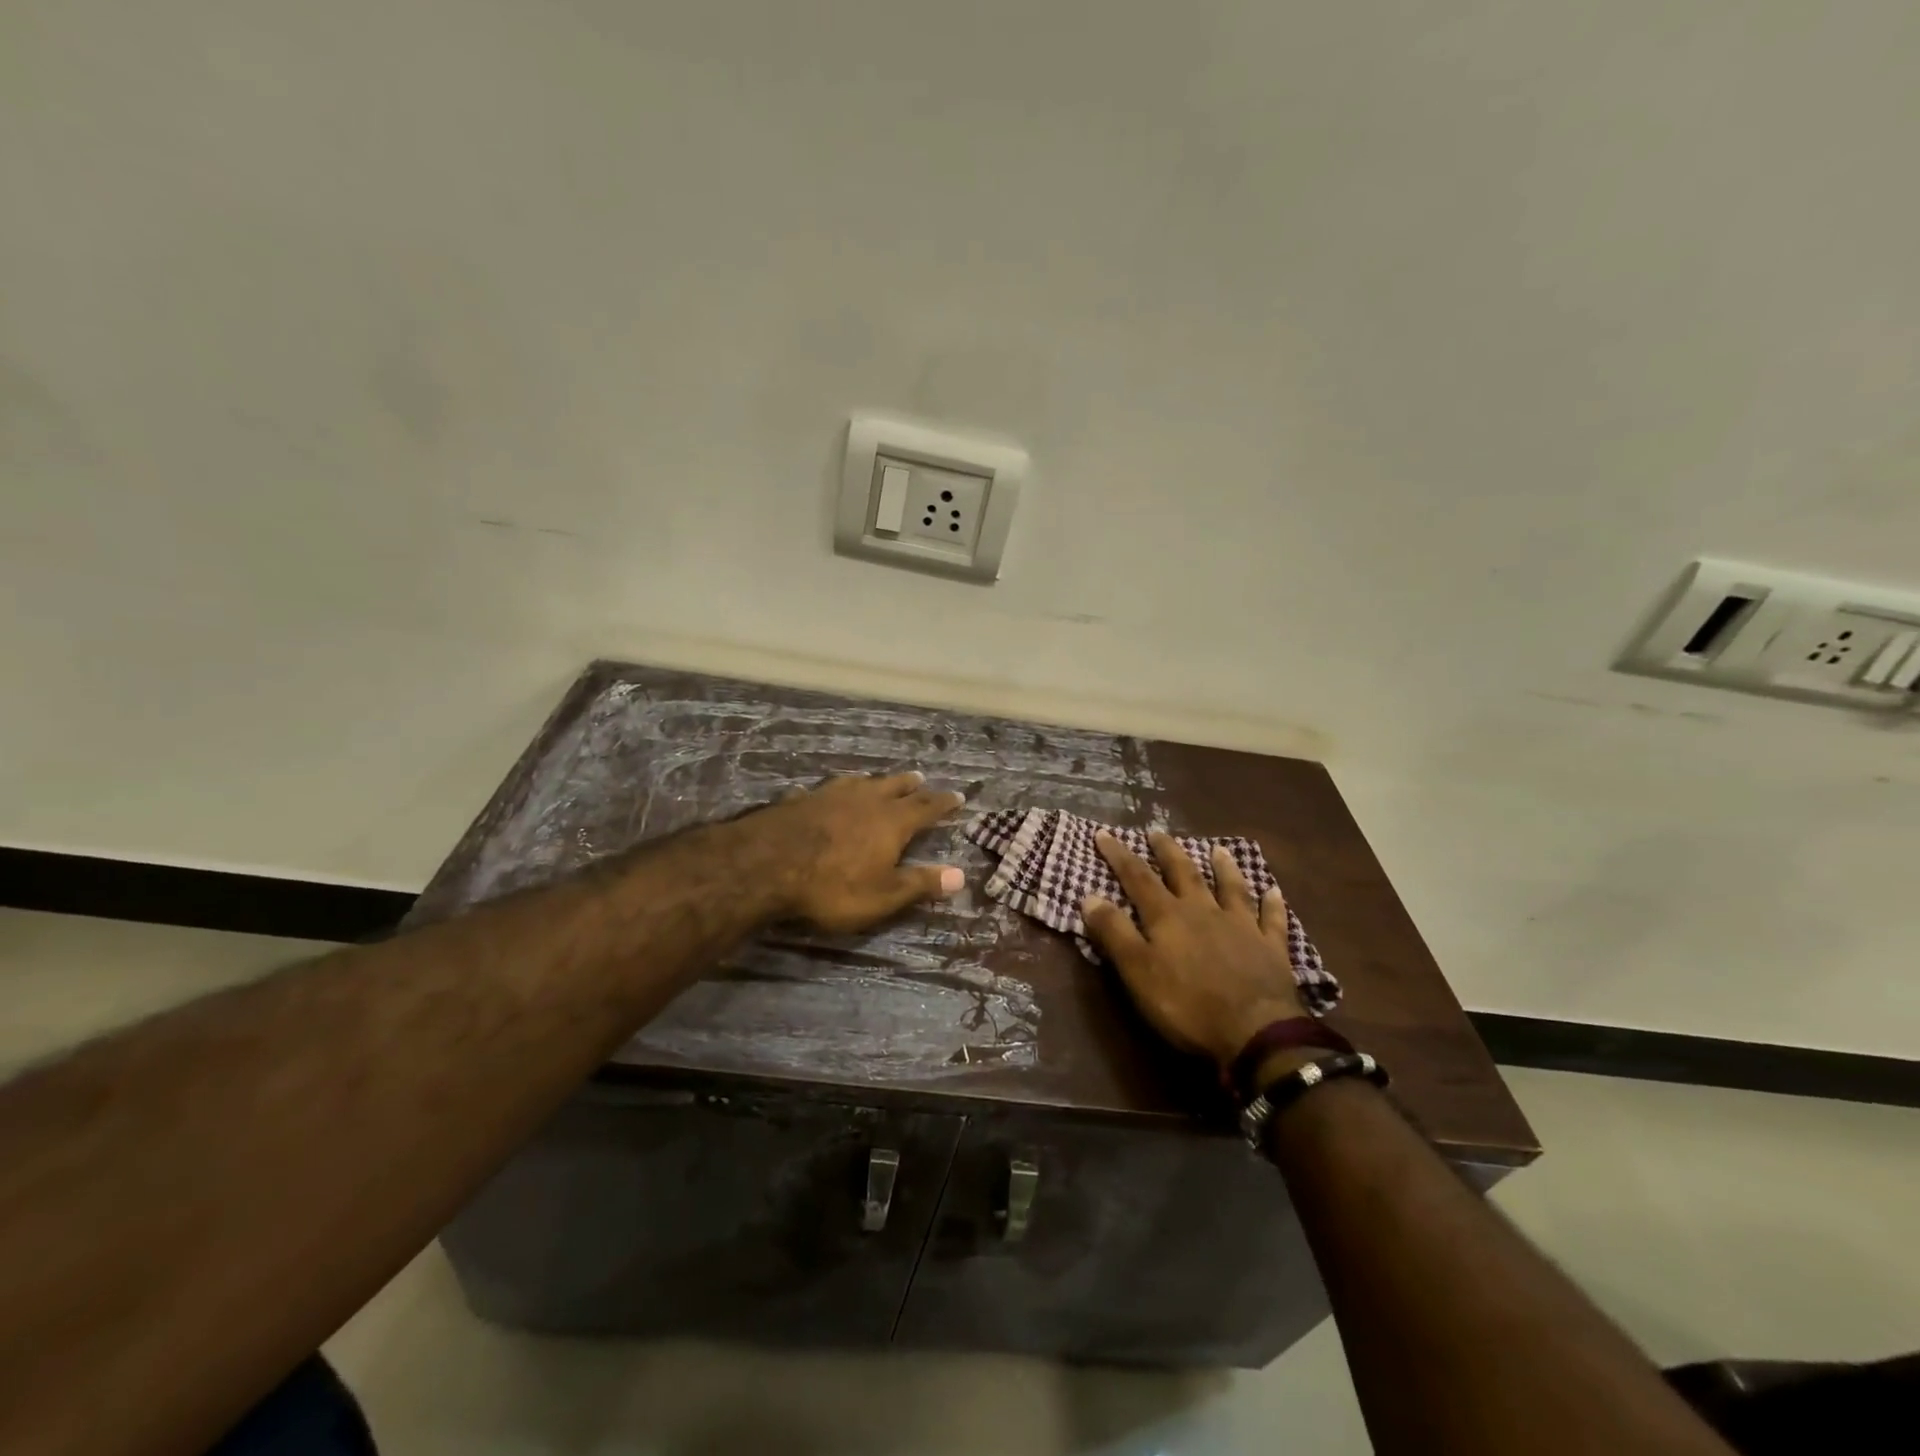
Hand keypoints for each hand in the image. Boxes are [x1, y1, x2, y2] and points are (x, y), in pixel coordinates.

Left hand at [744, 771, 966, 933]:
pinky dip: (829, 793)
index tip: (958, 796)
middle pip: (894, 786)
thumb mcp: (883, 895)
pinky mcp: (799, 801)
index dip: (943, 803)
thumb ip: (920, 884)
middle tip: (921, 778)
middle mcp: (865, 800)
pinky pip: (820, 791)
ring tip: (876, 779)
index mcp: (892, 822)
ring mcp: (830, 796)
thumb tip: (961, 875)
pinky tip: (818, 794)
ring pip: (859, 782)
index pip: (926, 808)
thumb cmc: (833, 887)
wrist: (767, 865)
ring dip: (873, 781)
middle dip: (910, 785)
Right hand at [1081, 831, 1305, 1069]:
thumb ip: (1114, 932)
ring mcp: (1241, 926)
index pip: (1137, 877)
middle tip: (1157, 831)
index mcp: (1168, 916)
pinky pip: (1272, 919)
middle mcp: (1204, 911)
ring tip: (1218, 849)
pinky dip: (1273, 904)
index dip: (1119, 855)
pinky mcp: (1271, 948)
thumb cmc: (1186, 1004)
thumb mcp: (1137, 971)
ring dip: (1223, 868)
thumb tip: (1089, 896)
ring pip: (1230, 888)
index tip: (1104, 833)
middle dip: (1168, 851)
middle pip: (1183, 873)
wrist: (1255, 1032)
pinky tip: (1274, 891)